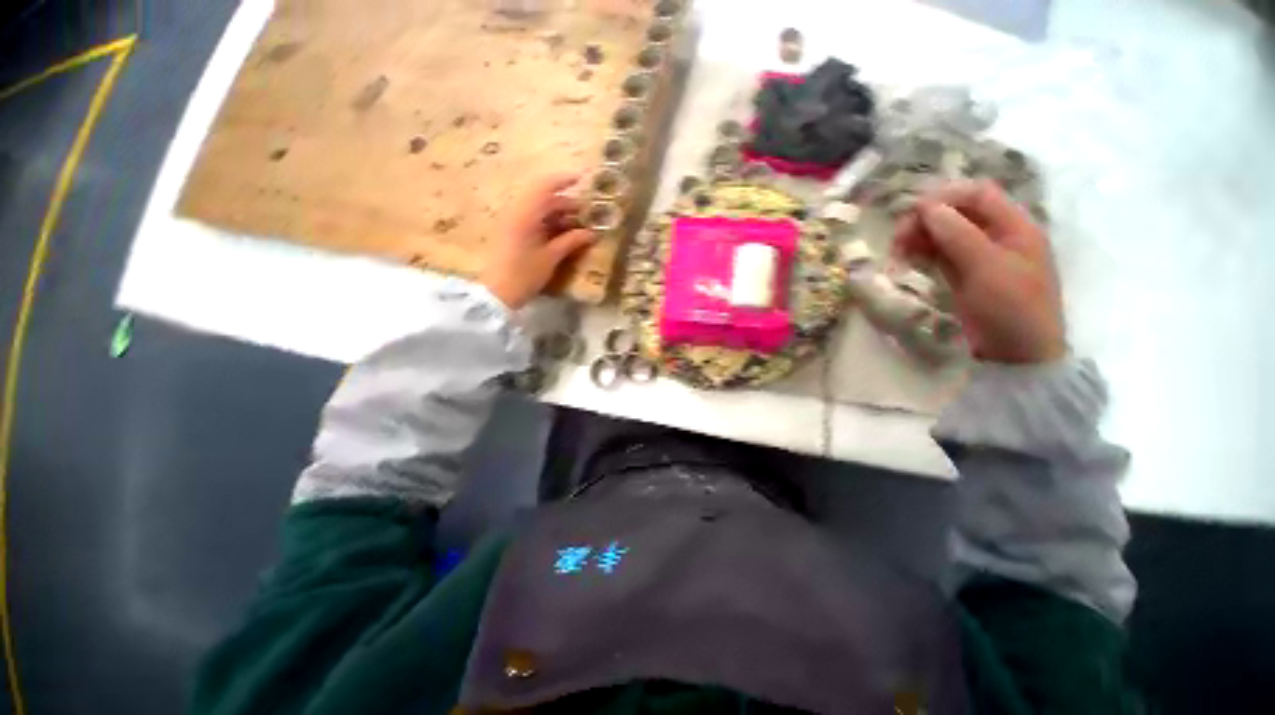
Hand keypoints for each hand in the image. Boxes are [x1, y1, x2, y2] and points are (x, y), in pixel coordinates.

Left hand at [480, 174, 595, 309]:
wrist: (497, 293)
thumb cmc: (524, 274)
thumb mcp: (551, 257)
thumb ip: (571, 241)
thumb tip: (591, 233)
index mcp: (525, 214)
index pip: (545, 186)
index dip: (564, 180)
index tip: (583, 179)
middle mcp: (517, 212)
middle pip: (543, 197)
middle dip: (566, 203)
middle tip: (587, 214)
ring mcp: (512, 222)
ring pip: (538, 209)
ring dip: (558, 214)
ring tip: (578, 226)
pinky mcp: (512, 233)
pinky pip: (532, 219)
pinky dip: (548, 223)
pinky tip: (562, 234)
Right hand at [893, 180, 1065, 363]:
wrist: (1016, 353)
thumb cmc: (1011, 306)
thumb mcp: (987, 267)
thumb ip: (958, 233)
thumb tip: (926, 206)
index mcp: (1014, 226)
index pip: (977, 194)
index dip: (944, 196)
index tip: (911, 212)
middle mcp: (996, 235)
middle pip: (957, 212)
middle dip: (926, 219)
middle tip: (897, 238)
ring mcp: (979, 256)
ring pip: (944, 234)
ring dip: (920, 237)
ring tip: (896, 251)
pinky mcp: (964, 275)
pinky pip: (940, 254)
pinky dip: (922, 253)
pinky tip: (906, 260)